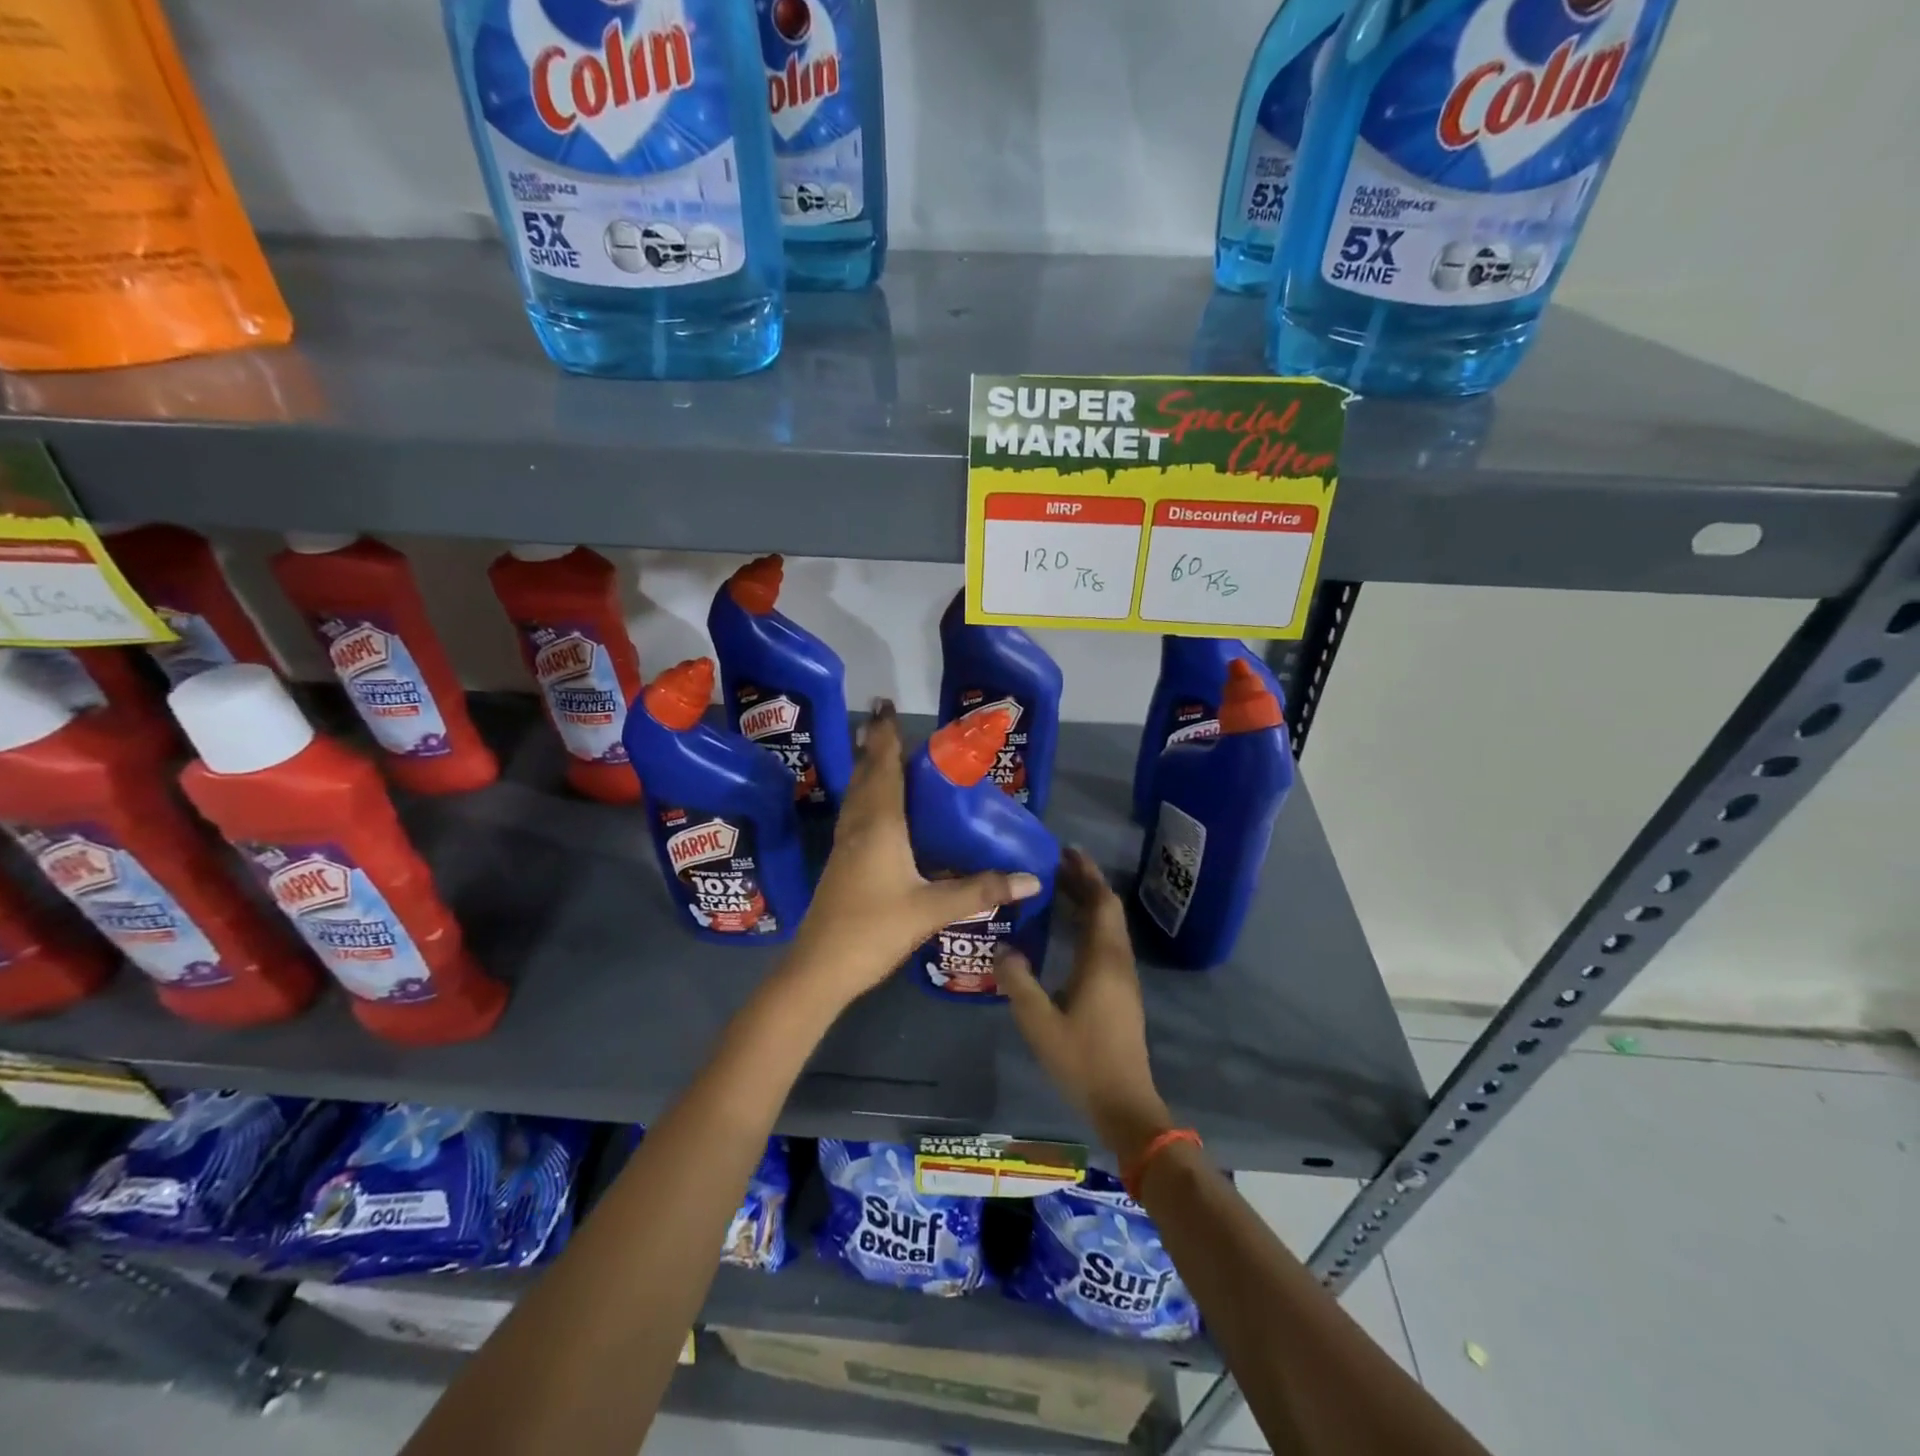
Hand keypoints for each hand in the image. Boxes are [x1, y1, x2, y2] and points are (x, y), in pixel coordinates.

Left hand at [787, 701, 1042, 1006]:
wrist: (819, 968)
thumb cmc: (874, 929)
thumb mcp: (932, 909)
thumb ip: (981, 891)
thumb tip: (1031, 878)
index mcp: (879, 824)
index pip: (884, 767)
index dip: (885, 735)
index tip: (885, 704)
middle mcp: (859, 825)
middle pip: (866, 774)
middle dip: (875, 745)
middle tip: (888, 720)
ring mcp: (846, 844)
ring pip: (857, 793)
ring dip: (867, 767)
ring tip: (880, 750)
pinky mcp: (842, 862)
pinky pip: (856, 813)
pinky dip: (867, 795)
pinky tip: (877, 806)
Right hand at [996, 848, 1172, 1162]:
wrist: (1123, 1102)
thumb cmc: (1082, 1059)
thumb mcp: (1039, 1022)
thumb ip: (1018, 982)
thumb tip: (1002, 949)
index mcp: (1102, 960)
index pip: (1101, 903)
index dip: (1086, 874)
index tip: (1066, 851)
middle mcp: (1117, 961)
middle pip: (1107, 909)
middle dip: (1085, 883)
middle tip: (1056, 864)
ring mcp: (1123, 978)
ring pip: (1109, 926)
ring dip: (1088, 903)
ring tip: (1058, 889)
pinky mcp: (1121, 992)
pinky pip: (1107, 943)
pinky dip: (1089, 924)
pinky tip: (1067, 931)